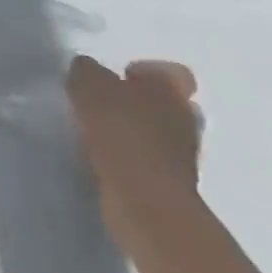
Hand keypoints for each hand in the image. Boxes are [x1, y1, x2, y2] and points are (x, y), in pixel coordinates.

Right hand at [67, 56, 202, 249]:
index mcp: (172, 90)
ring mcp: (182, 157)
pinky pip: (145, 162)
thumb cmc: (122, 133)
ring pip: (156, 134)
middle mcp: (184, 119)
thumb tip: (86, 70)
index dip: (145, 71)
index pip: (170, 72)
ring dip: (131, 132)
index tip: (117, 78)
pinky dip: (127, 159)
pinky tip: (100, 159)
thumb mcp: (89, 85)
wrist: (145, 202)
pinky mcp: (168, 186)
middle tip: (102, 105)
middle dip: (137, 103)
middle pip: (164, 103)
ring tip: (95, 133)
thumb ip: (86, 71)